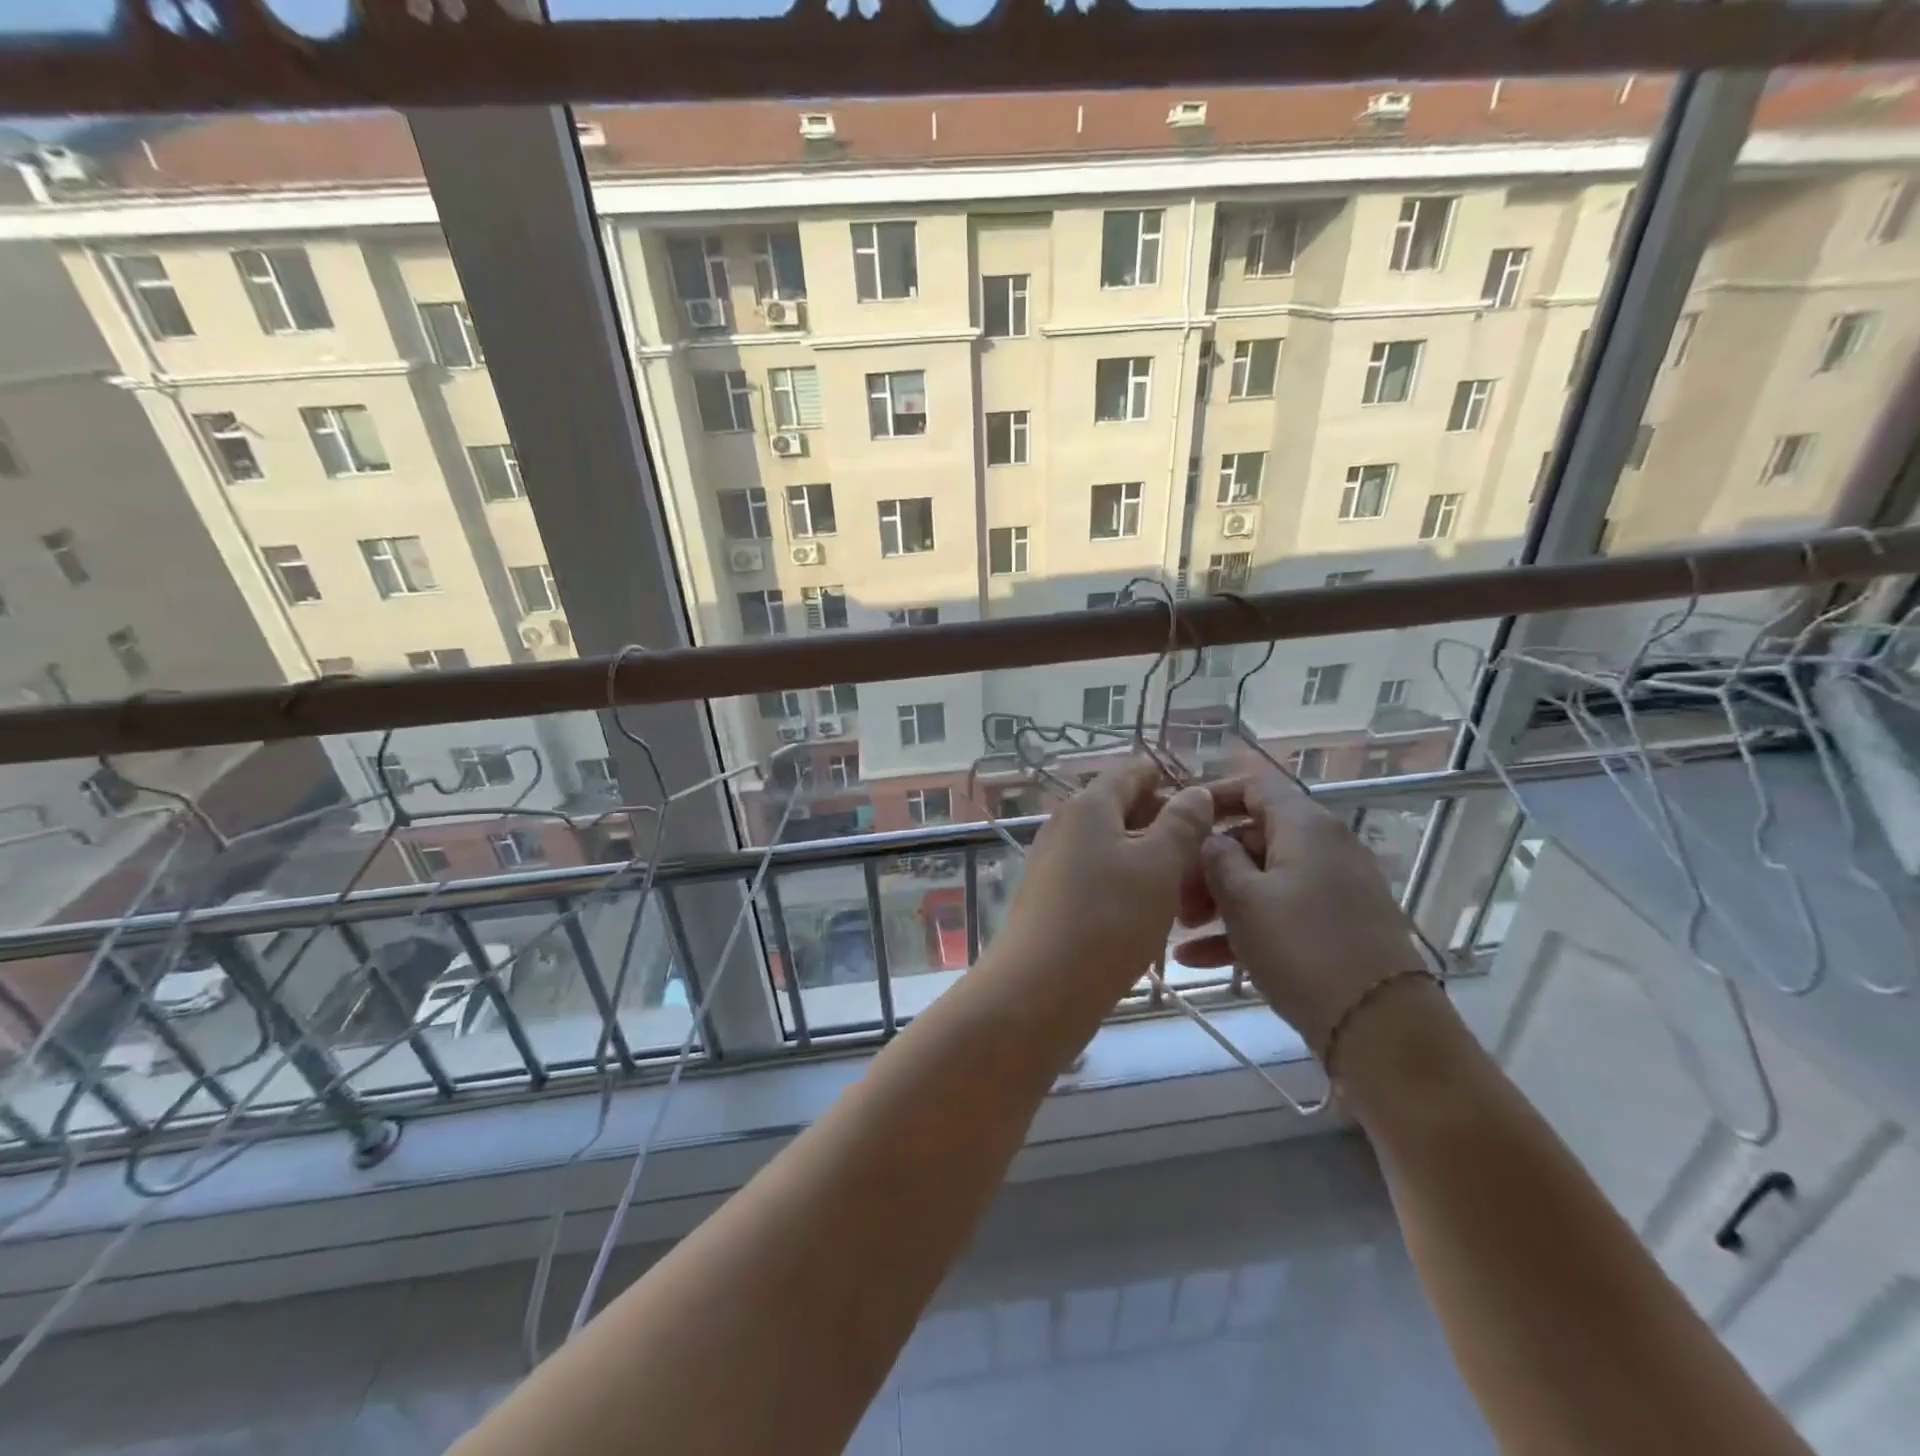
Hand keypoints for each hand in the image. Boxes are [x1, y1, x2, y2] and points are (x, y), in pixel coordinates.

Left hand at [992, 758, 1216, 1004]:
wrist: (1040, 989)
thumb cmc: (1108, 919)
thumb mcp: (1159, 867)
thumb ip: (1182, 824)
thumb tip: (1196, 792)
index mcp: (1089, 806)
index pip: (1131, 772)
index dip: (1168, 778)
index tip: (1205, 798)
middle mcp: (1065, 825)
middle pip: (1120, 810)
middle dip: (1164, 824)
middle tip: (1205, 852)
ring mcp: (1053, 862)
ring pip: (1111, 847)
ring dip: (1149, 860)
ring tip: (1188, 889)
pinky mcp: (1051, 898)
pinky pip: (1097, 877)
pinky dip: (1127, 885)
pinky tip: (1152, 914)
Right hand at [1172, 768, 1426, 1055]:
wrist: (1380, 1025)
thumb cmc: (1302, 948)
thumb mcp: (1243, 899)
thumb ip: (1216, 857)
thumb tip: (1211, 839)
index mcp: (1305, 825)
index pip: (1254, 785)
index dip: (1212, 795)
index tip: (1176, 819)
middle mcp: (1324, 846)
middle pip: (1252, 837)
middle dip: (1206, 863)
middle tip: (1173, 893)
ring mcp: (1334, 887)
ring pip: (1262, 879)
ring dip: (1218, 900)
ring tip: (1180, 929)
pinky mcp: (1337, 925)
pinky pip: (1281, 911)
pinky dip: (1244, 927)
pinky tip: (1198, 958)